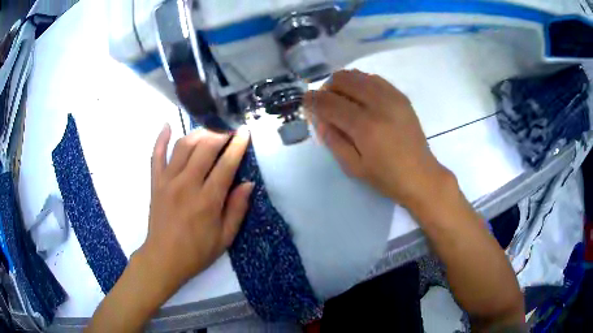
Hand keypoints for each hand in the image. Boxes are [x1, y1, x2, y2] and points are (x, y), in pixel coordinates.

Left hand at [138, 125, 252, 292]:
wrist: (164, 258)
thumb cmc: (197, 252)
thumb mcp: (225, 238)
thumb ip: (237, 209)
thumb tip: (248, 184)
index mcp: (207, 200)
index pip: (226, 165)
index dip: (238, 146)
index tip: (245, 132)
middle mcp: (187, 185)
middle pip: (205, 148)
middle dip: (220, 134)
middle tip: (229, 130)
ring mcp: (168, 181)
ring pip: (183, 146)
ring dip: (198, 133)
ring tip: (209, 130)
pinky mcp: (155, 183)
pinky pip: (156, 155)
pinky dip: (160, 139)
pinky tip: (167, 125)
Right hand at [303, 70, 450, 208]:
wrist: (421, 175)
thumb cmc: (386, 177)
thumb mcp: (353, 167)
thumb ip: (332, 139)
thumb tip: (318, 117)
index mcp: (365, 126)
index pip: (329, 102)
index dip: (312, 100)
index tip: (305, 102)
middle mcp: (378, 104)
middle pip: (343, 80)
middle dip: (327, 87)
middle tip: (325, 102)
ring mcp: (392, 97)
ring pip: (358, 75)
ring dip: (343, 83)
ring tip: (342, 99)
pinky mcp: (401, 96)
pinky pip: (374, 79)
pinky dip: (361, 83)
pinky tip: (361, 98)